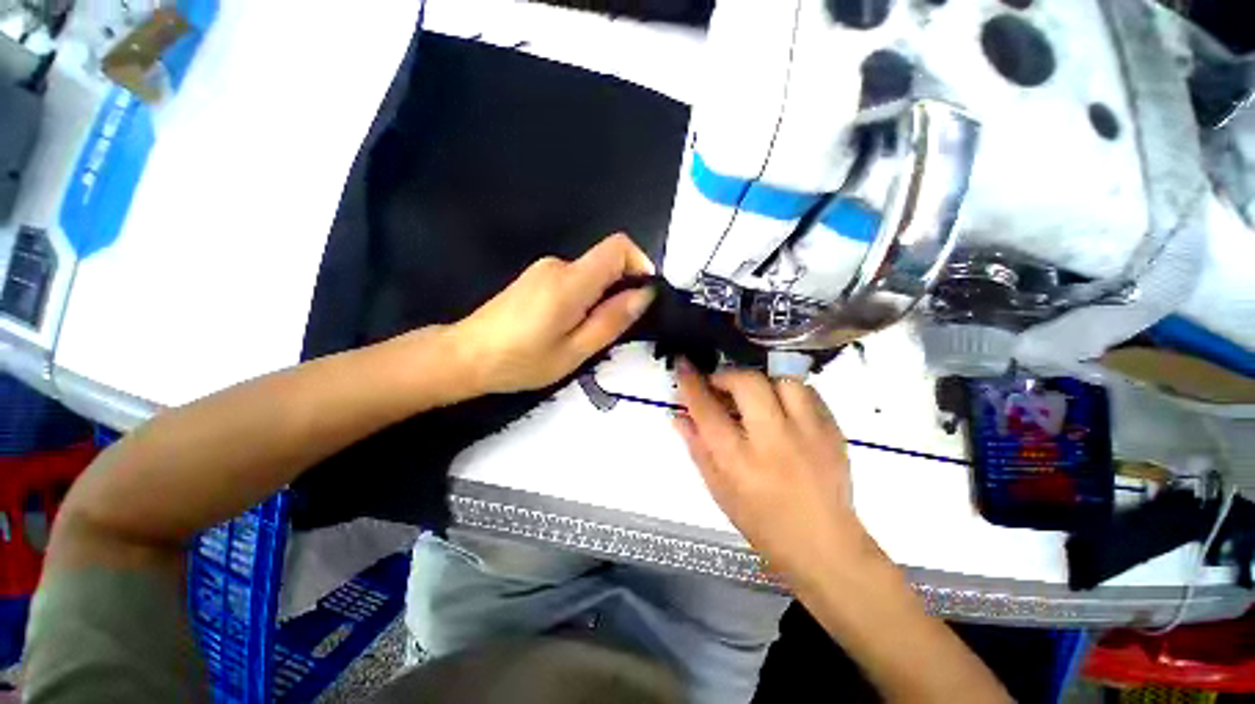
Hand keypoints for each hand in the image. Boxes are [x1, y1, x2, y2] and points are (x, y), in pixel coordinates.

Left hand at [452, 233, 655, 394]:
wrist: (465, 356)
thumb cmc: (521, 361)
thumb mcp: (575, 350)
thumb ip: (612, 320)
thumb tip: (644, 294)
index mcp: (570, 281)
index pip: (618, 247)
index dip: (640, 263)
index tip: (643, 296)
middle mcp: (558, 265)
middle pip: (605, 263)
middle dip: (619, 292)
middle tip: (611, 330)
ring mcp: (544, 269)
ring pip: (590, 276)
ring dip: (599, 300)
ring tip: (583, 335)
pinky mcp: (536, 278)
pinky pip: (574, 281)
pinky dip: (583, 300)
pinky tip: (565, 327)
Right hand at [674, 363, 882, 587]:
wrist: (823, 546)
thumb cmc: (761, 522)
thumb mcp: (719, 490)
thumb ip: (697, 448)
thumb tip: (679, 415)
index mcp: (739, 461)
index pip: (707, 410)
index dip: (691, 382)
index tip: (683, 364)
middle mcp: (773, 441)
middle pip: (748, 383)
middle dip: (727, 375)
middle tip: (720, 385)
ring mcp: (809, 434)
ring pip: (783, 381)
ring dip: (762, 382)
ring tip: (754, 397)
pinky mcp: (833, 432)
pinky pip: (809, 393)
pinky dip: (789, 393)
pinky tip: (782, 408)